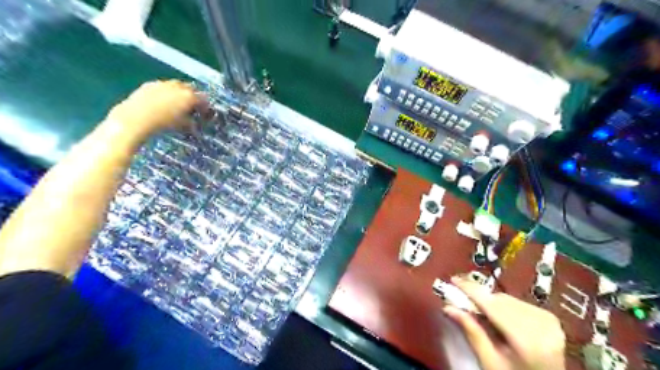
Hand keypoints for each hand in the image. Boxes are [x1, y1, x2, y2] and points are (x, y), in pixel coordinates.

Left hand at [106, 80, 208, 135]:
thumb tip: (194, 124)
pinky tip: (162, 101)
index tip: (204, 113)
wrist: (137, 117)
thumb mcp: (183, 125)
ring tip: (177, 104)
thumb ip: (192, 122)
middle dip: (193, 97)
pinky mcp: (150, 84)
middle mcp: (178, 87)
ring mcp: (164, 84)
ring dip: (179, 93)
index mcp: (190, 97)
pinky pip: (163, 86)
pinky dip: (166, 92)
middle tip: (192, 107)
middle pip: (191, 89)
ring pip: (177, 86)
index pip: (204, 100)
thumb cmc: (164, 123)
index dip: (205, 107)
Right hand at [439, 276, 563, 368]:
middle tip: (461, 301)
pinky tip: (499, 318)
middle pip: (500, 300)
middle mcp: (542, 326)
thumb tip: (449, 307)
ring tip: (480, 313)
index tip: (454, 280)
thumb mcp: (489, 361)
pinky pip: (518, 303)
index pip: (493, 306)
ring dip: (490, 302)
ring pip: (508, 299)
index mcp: (527, 341)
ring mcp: (549, 321)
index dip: (471, 291)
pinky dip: (504, 306)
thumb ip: (471, 332)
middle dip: (479, 298)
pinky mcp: (550, 318)